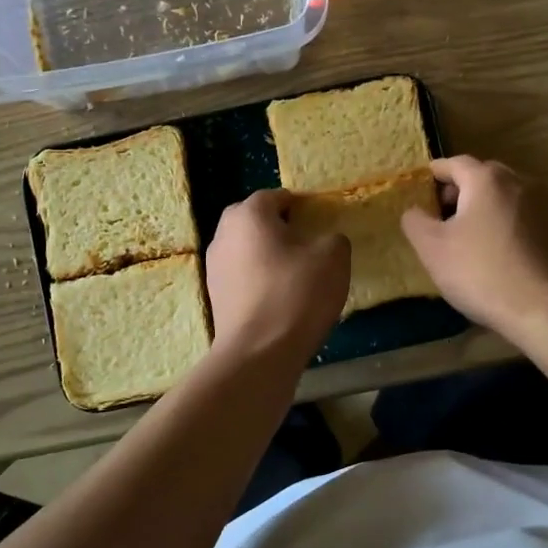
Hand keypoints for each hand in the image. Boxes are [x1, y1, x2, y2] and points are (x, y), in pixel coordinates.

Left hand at [205, 190, 349, 361]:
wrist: (259, 351)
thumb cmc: (296, 294)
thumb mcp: (333, 258)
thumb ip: (333, 238)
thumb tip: (325, 241)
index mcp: (249, 214)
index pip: (274, 196)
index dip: (298, 205)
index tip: (316, 221)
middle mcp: (224, 233)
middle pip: (252, 219)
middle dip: (276, 226)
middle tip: (304, 244)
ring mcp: (214, 266)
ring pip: (244, 248)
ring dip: (264, 253)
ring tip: (293, 273)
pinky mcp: (214, 295)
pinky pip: (240, 275)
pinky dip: (257, 278)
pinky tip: (277, 297)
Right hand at [401, 156, 547, 343]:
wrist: (545, 310)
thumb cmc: (482, 273)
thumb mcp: (432, 248)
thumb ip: (415, 221)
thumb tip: (414, 210)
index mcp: (487, 179)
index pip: (454, 163)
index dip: (435, 172)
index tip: (420, 185)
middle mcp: (520, 181)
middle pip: (483, 176)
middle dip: (460, 189)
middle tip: (441, 213)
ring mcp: (545, 205)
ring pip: (506, 196)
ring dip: (485, 206)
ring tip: (468, 234)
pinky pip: (523, 216)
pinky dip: (506, 222)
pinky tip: (497, 249)